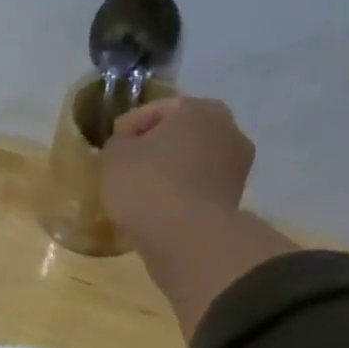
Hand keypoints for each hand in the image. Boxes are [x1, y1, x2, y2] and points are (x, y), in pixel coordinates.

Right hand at [101, 97, 254, 251]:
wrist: (188, 238)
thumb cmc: (148, 186)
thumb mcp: (115, 156)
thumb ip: (119, 142)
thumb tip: (127, 145)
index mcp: (199, 108)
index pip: (155, 111)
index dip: (128, 127)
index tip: (111, 147)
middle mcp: (227, 129)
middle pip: (180, 134)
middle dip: (156, 148)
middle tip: (128, 168)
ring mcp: (237, 166)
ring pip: (193, 162)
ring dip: (171, 172)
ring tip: (143, 192)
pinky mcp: (235, 199)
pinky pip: (199, 188)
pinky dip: (182, 194)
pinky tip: (161, 208)